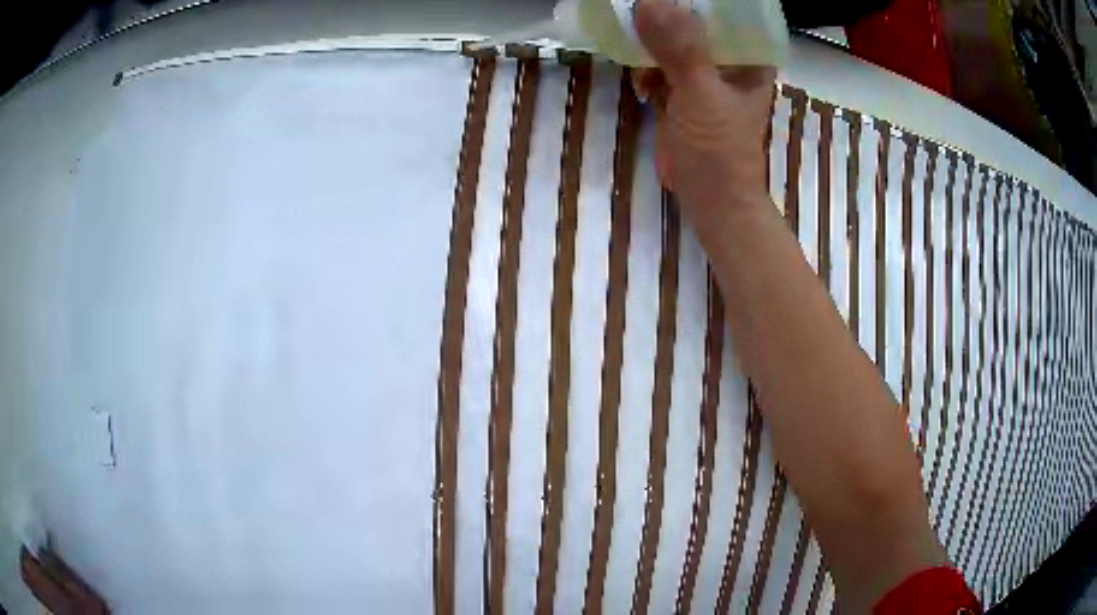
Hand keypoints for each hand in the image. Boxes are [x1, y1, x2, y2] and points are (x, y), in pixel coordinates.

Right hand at [632, 0, 775, 229]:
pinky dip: (647, 69)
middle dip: (664, 16)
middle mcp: (730, 59)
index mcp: (749, 56)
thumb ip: (680, 50)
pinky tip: (640, 83)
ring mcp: (706, 75)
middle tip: (634, 9)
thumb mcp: (702, 96)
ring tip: (634, 52)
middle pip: (695, 21)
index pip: (724, 9)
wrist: (712, 201)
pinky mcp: (685, 92)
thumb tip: (647, 3)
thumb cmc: (719, 151)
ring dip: (651, 44)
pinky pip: (661, 65)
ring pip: (674, 41)